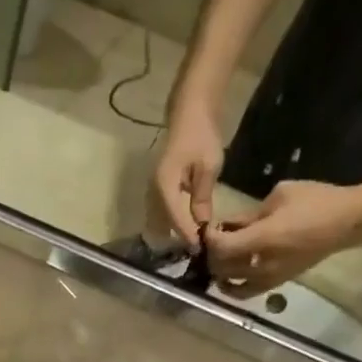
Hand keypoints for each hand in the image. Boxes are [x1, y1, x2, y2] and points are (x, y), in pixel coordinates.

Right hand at [151, 106, 224, 249]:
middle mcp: (154, 192)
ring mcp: (153, 191)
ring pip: (163, 220)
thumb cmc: (201, 135)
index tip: (201, 248)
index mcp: (165, 186)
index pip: (176, 219)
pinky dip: (175, 220)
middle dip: (182, 236)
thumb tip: (202, 224)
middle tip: (200, 247)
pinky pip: (164, 212)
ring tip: (195, 238)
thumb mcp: (208, 167)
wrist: (190, 112)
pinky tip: (189, 224)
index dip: (188, 235)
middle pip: (166, 224)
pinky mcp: (158, 189)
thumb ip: (202, 198)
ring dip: (177, 230)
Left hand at [206, 180, 361, 294]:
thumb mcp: (279, 196)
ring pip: (229, 283)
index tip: (207, 229)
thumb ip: (248, 215)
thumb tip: (228, 225)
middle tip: (212, 242)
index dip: (209, 239)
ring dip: (219, 271)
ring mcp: (268, 278)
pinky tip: (229, 277)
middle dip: (212, 255)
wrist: (347, 222)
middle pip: (221, 267)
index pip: (221, 247)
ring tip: (219, 258)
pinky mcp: (275, 284)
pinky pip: (245, 293)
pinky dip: (232, 287)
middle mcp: (262, 264)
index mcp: (262, 238)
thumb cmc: (316, 201)